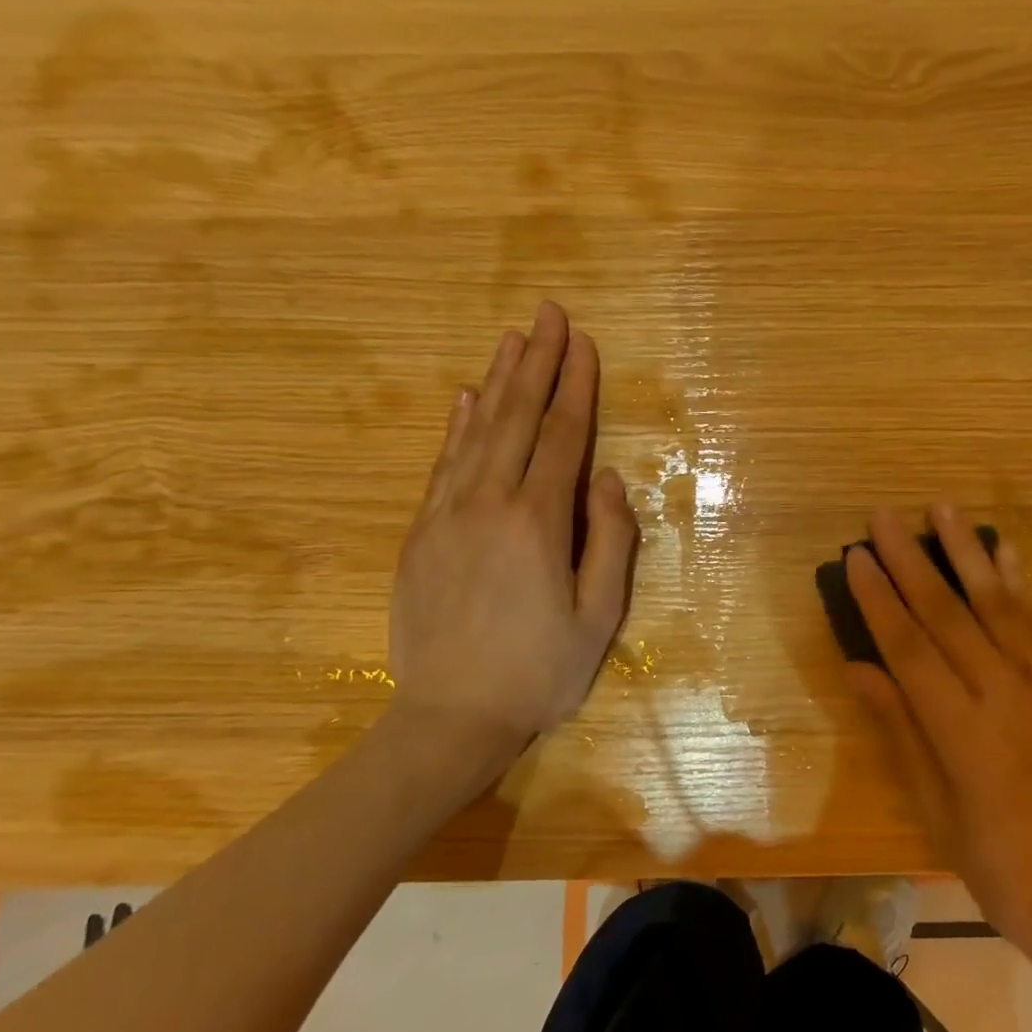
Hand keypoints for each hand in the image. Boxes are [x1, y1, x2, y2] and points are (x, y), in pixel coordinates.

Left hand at [388, 301, 637, 767]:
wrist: (450, 718)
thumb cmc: (539, 672)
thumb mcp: (599, 617)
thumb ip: (610, 542)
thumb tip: (608, 479)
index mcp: (538, 524)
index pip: (561, 437)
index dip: (575, 387)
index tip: (583, 342)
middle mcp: (488, 505)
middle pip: (516, 419)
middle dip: (537, 362)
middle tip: (548, 312)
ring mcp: (447, 516)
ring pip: (477, 432)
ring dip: (498, 381)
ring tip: (513, 338)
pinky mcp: (421, 533)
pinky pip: (442, 465)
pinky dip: (457, 426)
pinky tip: (468, 398)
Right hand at [845, 505, 1031, 958]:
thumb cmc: (1003, 871)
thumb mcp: (937, 810)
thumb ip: (901, 730)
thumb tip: (859, 668)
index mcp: (964, 732)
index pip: (910, 648)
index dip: (878, 598)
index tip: (855, 555)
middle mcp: (1005, 696)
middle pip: (950, 615)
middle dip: (913, 559)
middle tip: (885, 515)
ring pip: (1000, 606)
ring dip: (970, 553)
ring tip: (946, 509)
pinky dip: (1023, 586)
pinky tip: (1010, 556)